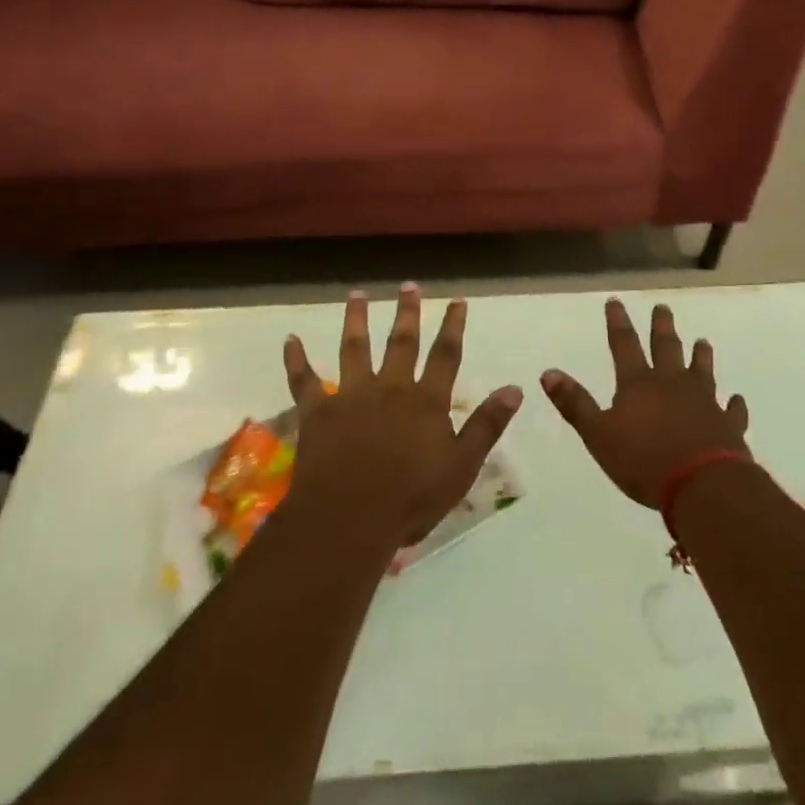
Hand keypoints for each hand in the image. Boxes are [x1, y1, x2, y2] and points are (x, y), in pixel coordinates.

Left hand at [284, 284, 521, 548]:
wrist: (349, 518)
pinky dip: (296, 359)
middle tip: (408, 286)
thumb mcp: (461, 466)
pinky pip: (303, 380)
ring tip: (356, 294)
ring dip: (356, 320)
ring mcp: (350, 396)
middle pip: (401, 343)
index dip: (453, 327)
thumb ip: (486, 425)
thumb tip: (515, 388)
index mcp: (425, 401)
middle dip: (407, 313)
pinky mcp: (317, 412)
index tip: (457, 301)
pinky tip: (289, 339)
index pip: (445, 355)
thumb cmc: (411, 498)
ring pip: (354, 348)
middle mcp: (390, 388)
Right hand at [541, 298, 749, 507]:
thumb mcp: (598, 435)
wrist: (702, 485)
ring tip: (702, 341)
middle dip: (662, 327)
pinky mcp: (727, 425)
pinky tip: (737, 400)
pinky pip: (732, 410)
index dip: (618, 323)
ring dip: (701, 356)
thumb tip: (548, 372)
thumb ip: (575, 404)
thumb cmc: (644, 461)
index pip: (624, 345)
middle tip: (663, 308)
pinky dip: (734, 405)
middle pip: (667, 348)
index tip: (616, 301)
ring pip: (702, 371)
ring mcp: (704, 402)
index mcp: (638, 384)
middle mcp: (672, 385)